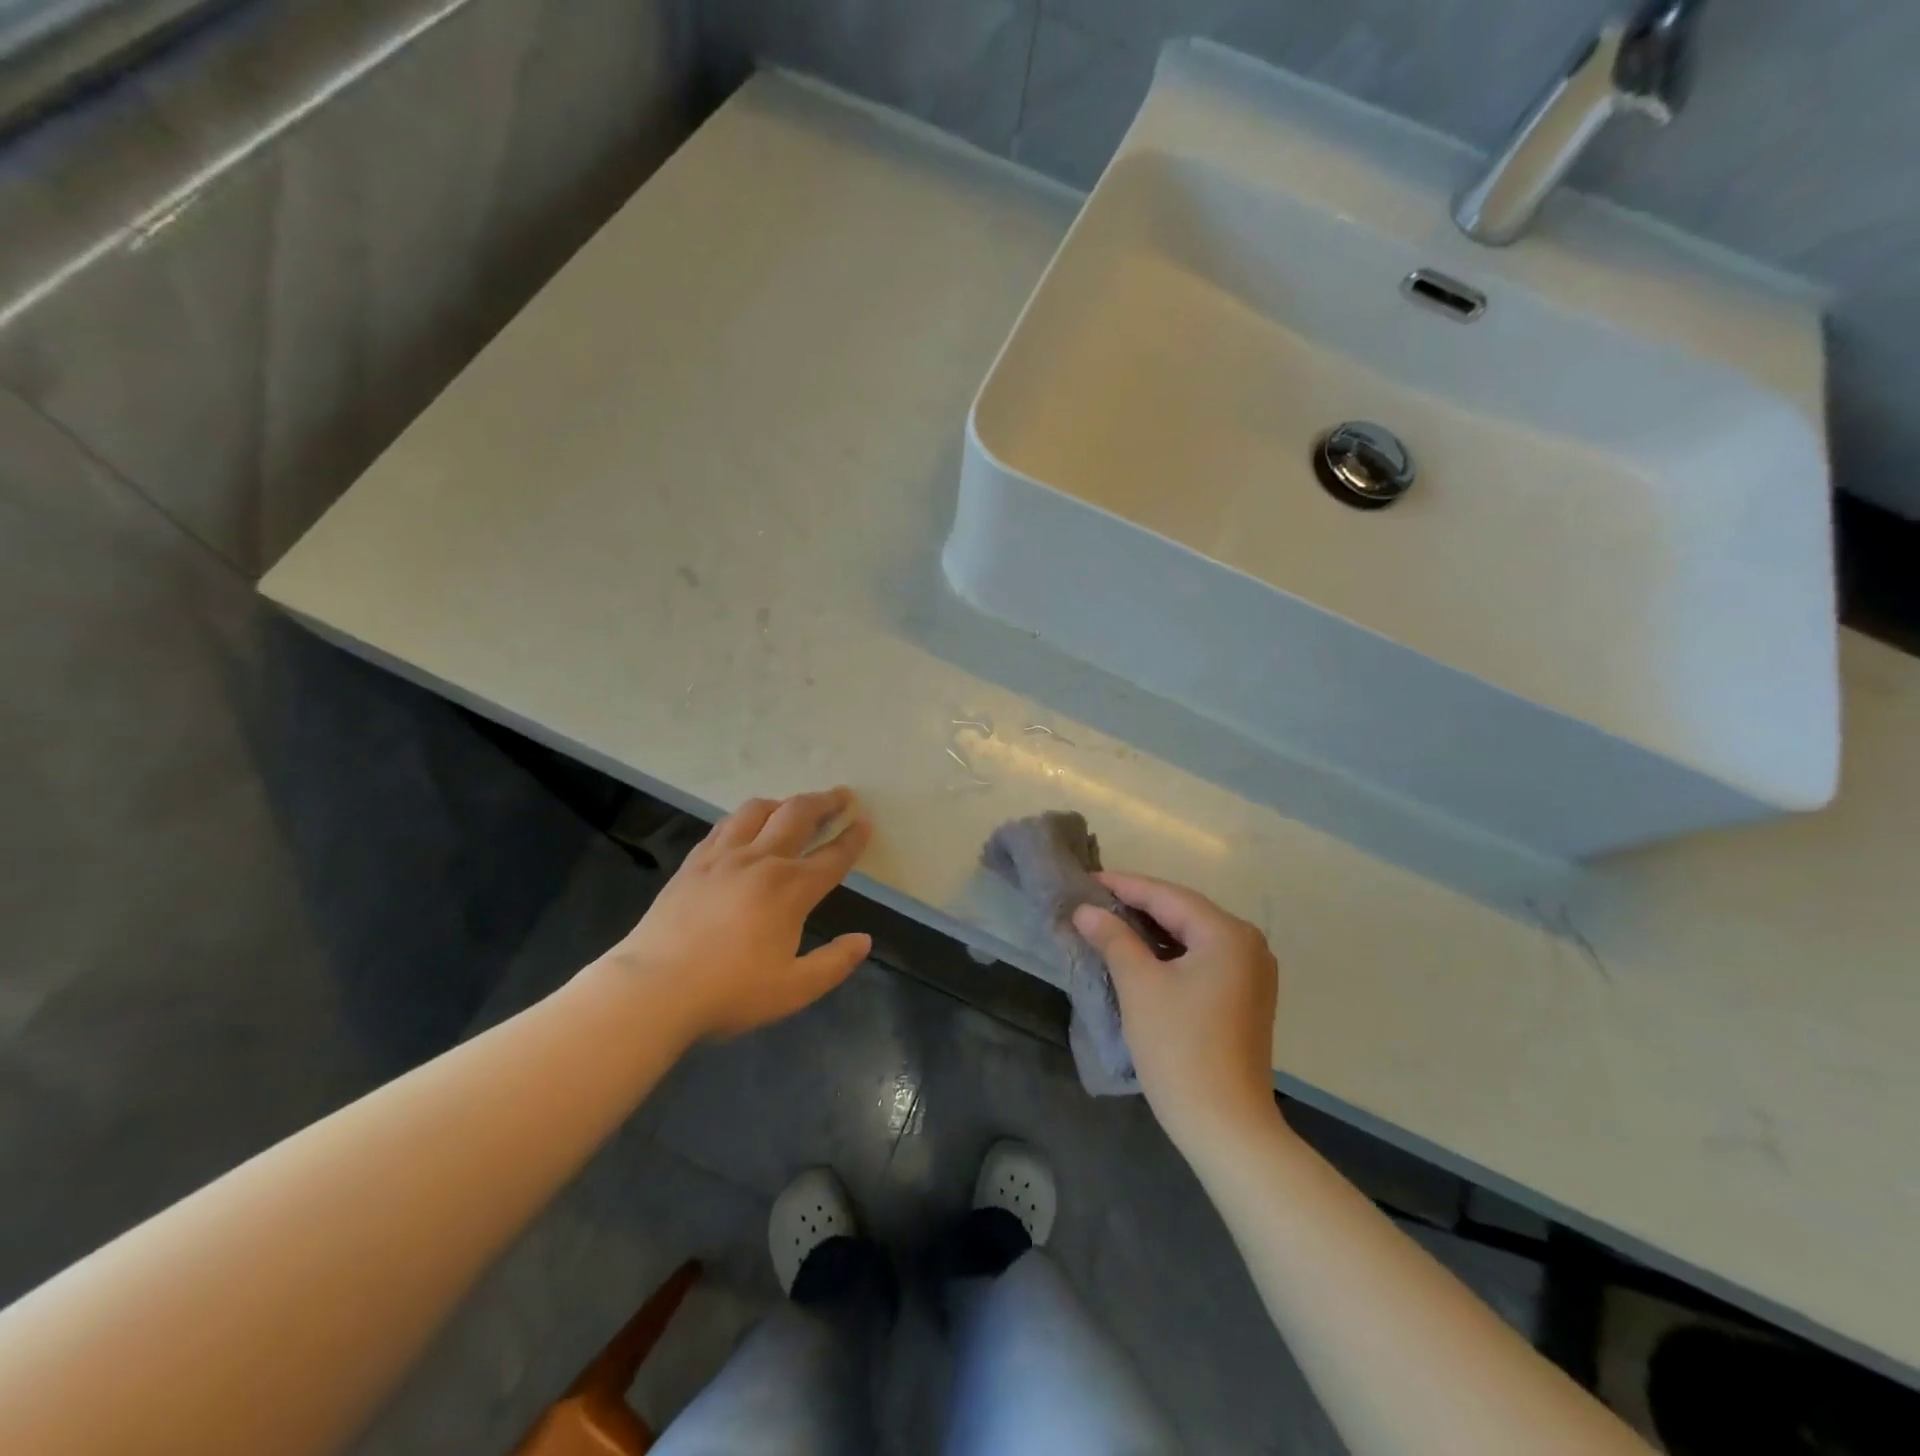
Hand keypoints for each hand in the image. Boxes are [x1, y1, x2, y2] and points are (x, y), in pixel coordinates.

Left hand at [596, 788, 873, 1041]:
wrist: (653, 989)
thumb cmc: (729, 992)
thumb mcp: (794, 989)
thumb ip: (834, 963)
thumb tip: (864, 940)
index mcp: (790, 889)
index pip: (832, 856)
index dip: (853, 838)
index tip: (865, 822)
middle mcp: (761, 861)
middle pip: (798, 816)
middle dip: (825, 802)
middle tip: (841, 795)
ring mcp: (723, 857)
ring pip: (758, 811)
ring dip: (783, 803)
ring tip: (792, 806)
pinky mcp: (693, 863)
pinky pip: (724, 826)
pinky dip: (744, 817)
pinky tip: (744, 825)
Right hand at [1073, 874, 1278, 1154]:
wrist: (1226, 1126)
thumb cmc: (1179, 1047)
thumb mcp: (1139, 985)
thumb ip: (1113, 938)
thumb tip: (1086, 911)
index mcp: (1227, 933)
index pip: (1167, 896)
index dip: (1123, 885)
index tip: (1086, 880)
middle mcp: (1248, 944)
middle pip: (1184, 911)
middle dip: (1138, 904)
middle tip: (1093, 899)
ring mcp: (1252, 973)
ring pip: (1192, 936)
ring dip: (1152, 929)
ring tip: (1109, 922)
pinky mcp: (1246, 997)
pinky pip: (1202, 958)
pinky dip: (1170, 952)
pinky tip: (1141, 954)